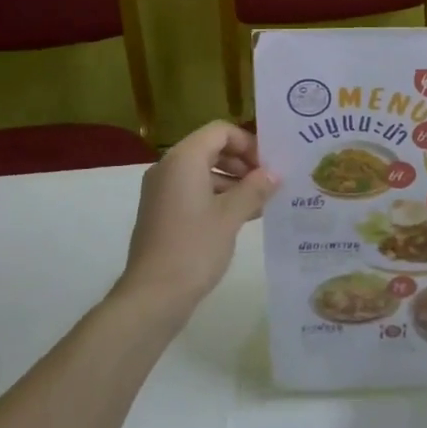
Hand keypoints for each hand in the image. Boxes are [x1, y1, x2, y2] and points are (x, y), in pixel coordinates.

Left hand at [117, 121, 278, 315]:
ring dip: (232, 180)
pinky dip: (217, 196)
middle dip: (242, 162)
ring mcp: (162, 190)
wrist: (153, 295)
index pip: (220, 132)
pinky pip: (193, 190)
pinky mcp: (162, 211)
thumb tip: (273, 174)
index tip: (269, 165)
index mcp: (183, 159)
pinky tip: (242, 216)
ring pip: (203, 171)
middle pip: (211, 148)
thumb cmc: (194, 248)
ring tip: (261, 201)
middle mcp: (168, 167)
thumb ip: (255, 189)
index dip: (248, 143)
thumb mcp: (231, 216)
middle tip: (269, 182)